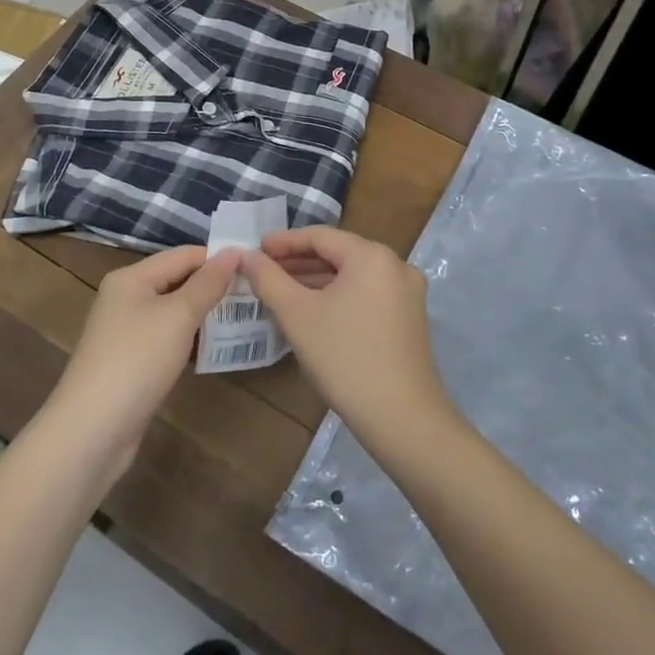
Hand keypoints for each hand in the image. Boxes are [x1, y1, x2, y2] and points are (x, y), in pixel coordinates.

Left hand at [44, 246, 240, 476]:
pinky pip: (168, 339)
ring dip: (204, 315)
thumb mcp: (179, 315)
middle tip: (255, 294)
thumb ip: (208, 283)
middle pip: (177, 281)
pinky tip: (215, 349)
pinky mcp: (131, 362)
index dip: (218, 259)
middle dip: (213, 287)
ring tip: (244, 318)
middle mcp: (126, 298)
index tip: (256, 268)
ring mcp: (126, 332)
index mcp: (131, 278)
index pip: (183, 255)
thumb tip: (234, 252)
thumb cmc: (137, 360)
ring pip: (174, 312)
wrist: (92, 431)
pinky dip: (191, 340)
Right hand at [241, 227, 455, 451]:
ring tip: (281, 290)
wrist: (402, 419)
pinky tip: (314, 311)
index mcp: (372, 255)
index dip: (284, 242)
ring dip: (317, 280)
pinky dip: (338, 297)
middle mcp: (396, 265)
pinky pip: (366, 294)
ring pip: (353, 276)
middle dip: (299, 261)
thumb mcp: (297, 315)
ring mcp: (407, 293)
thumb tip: (245, 256)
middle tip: (263, 271)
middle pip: (339, 253)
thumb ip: (268, 279)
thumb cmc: (344, 358)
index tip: (255, 250)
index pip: (320, 236)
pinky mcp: (409, 319)